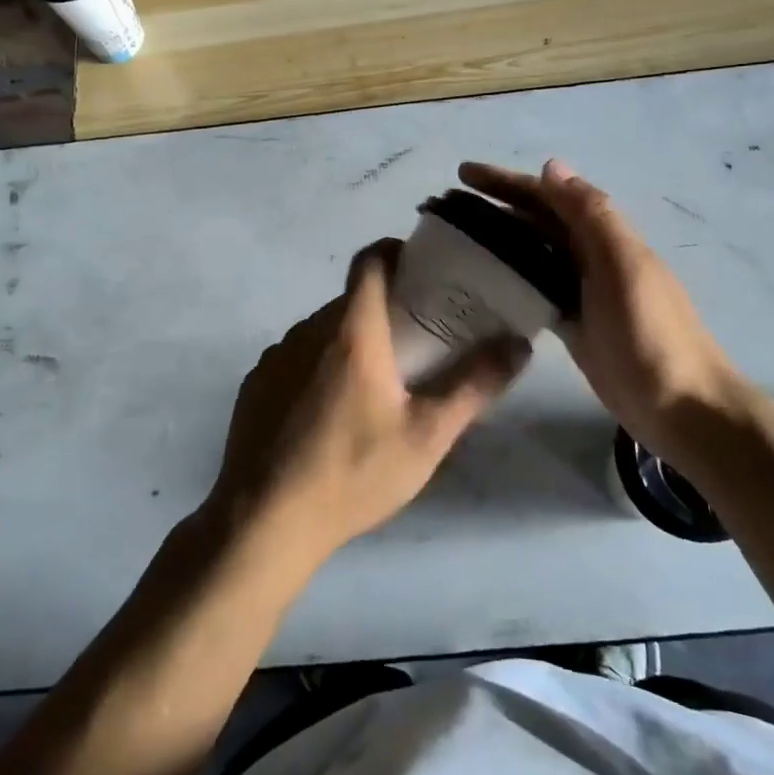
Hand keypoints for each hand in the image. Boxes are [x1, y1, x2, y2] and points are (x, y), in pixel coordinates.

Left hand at [207, 240, 531, 568]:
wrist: (264, 521)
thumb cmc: (353, 472)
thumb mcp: (427, 436)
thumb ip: (475, 386)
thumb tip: (519, 344)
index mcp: (351, 330)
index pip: (370, 261)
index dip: (395, 253)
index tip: (421, 269)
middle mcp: (307, 330)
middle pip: (350, 300)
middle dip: (383, 308)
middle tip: (416, 339)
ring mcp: (275, 357)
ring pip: (321, 331)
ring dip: (349, 341)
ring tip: (376, 383)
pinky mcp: (255, 385)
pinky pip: (295, 359)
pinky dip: (317, 367)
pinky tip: (328, 414)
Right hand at [459, 159, 757, 441]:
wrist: (682, 408)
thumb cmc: (651, 333)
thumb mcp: (623, 266)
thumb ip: (591, 215)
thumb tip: (551, 167)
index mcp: (604, 236)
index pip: (547, 196)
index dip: (507, 181)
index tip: (463, 173)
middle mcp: (590, 256)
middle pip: (537, 221)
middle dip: (497, 207)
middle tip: (447, 208)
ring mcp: (581, 292)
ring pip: (534, 254)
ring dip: (500, 241)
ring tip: (455, 240)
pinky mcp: (573, 324)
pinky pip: (535, 290)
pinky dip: (511, 280)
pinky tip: (483, 284)